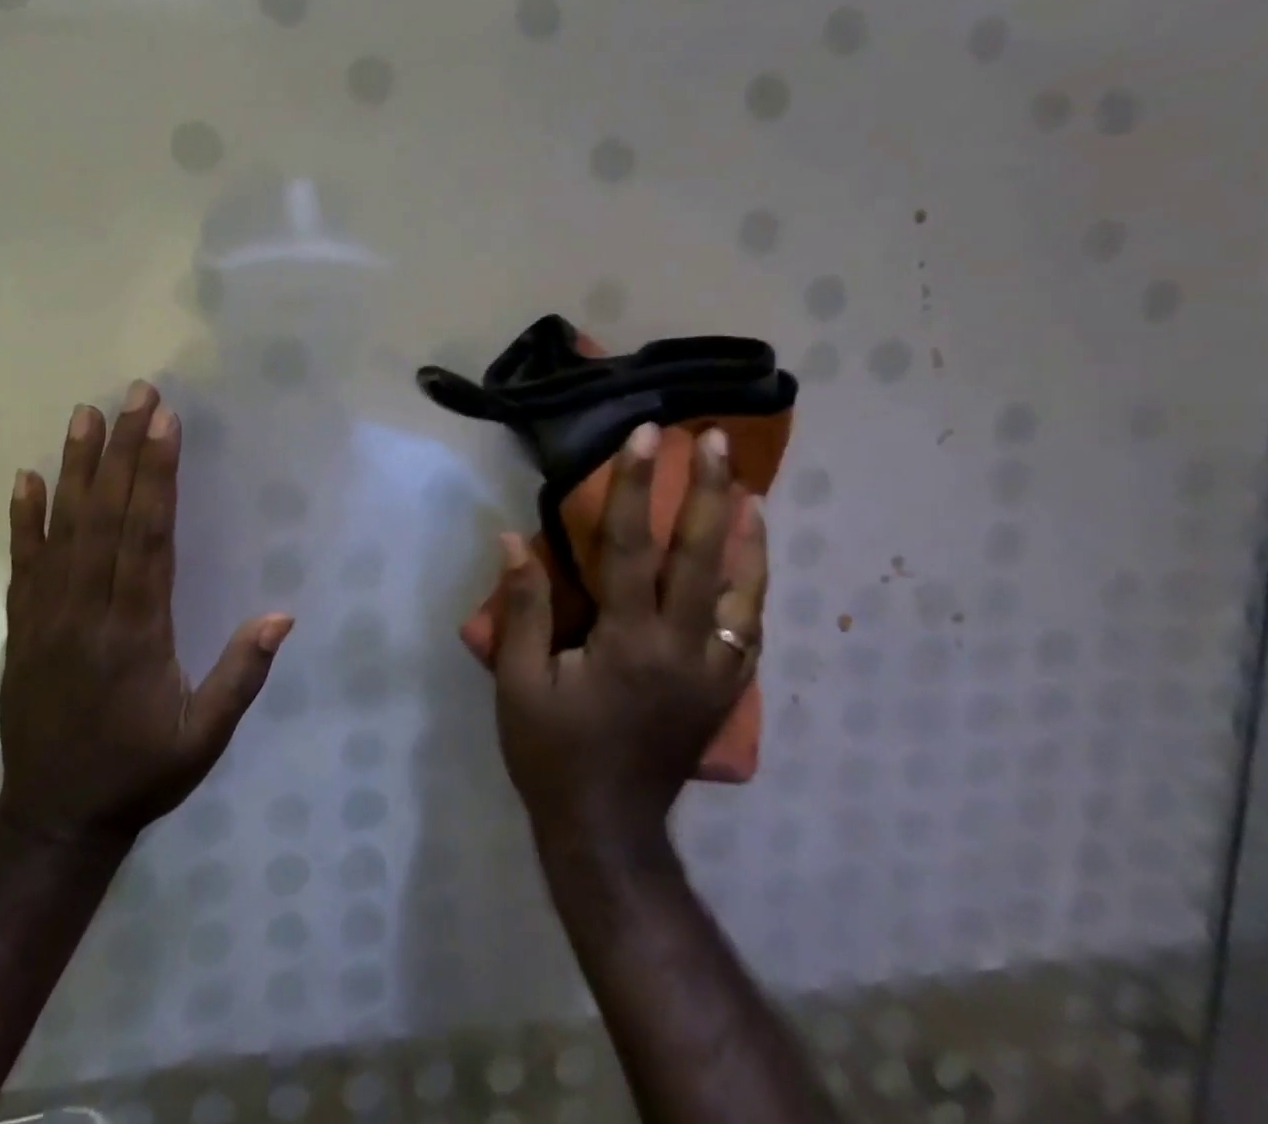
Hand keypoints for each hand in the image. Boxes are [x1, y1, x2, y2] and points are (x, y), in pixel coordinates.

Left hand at [0, 381, 294, 845]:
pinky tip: (27, 478)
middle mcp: (88, 611)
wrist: (54, 819)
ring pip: (63, 529)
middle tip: (135, 394)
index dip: (157, 475)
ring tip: (85, 416)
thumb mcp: (204, 738)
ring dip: (76, 468)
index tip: (165, 423)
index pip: (148, 536)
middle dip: (124, 450)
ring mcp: (48, 617)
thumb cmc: (140, 773)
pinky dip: (24, 518)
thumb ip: (241, 675)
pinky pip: (23, 563)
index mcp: (136, 631)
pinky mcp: (23, 628)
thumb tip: (282, 614)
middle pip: (107, 517)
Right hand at [493, 422, 765, 846]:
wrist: (607, 830)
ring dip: (748, 538)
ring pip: (742, 593)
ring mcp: (713, 673)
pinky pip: (749, 631)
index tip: (643, 436)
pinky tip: (753, 562)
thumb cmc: (552, 753)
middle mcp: (681, 649)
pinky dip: (754, 588)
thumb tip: (513, 539)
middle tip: (716, 440)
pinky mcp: (725, 693)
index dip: (633, 486)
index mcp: (627, 642)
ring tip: (751, 491)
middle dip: (708, 492)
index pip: (630, 547)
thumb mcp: (519, 681)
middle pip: (701, 557)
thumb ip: (524, 608)